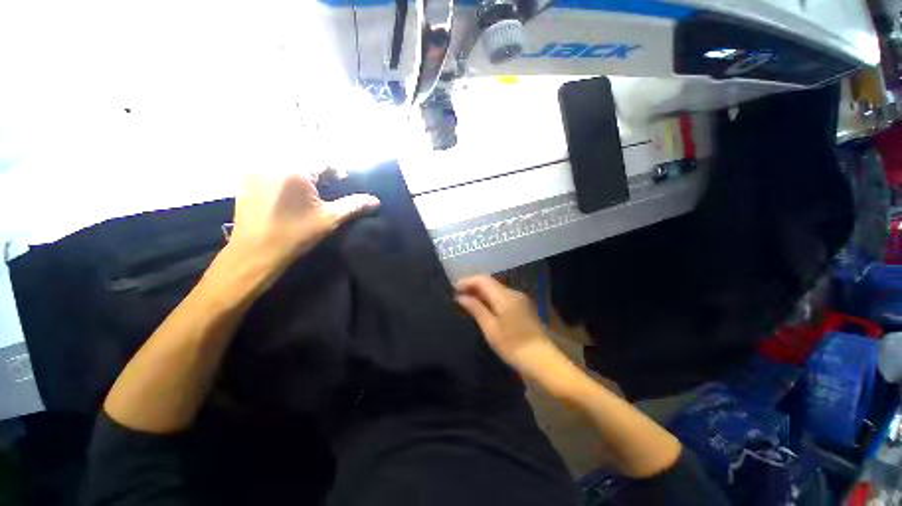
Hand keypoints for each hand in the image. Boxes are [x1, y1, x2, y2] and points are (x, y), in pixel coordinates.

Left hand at [228, 170, 378, 272]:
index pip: (324, 161)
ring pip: (287, 162)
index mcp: (295, 170)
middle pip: (305, 159)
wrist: (255, 252)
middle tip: (328, 185)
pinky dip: (284, 175)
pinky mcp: (246, 179)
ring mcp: (256, 169)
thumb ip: (354, 206)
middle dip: (320, 170)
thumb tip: (376, 201)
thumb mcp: (329, 219)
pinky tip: (289, 192)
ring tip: (310, 189)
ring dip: (302, 172)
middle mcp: (273, 162)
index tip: (344, 180)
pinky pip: (271, 168)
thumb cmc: (295, 234)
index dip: (337, 170)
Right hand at [455, 275, 554, 377]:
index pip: (482, 280)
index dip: (467, 281)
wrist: (542, 360)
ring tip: (468, 301)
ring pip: (496, 288)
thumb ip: (476, 309)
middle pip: (490, 282)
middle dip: (473, 286)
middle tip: (458, 295)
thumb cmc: (513, 346)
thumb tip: (461, 297)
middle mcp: (513, 293)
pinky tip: (484, 307)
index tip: (454, 289)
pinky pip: (503, 295)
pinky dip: (491, 298)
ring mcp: (520, 298)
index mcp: (504, 297)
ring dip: (481, 292)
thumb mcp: (490, 329)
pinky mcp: (523, 306)